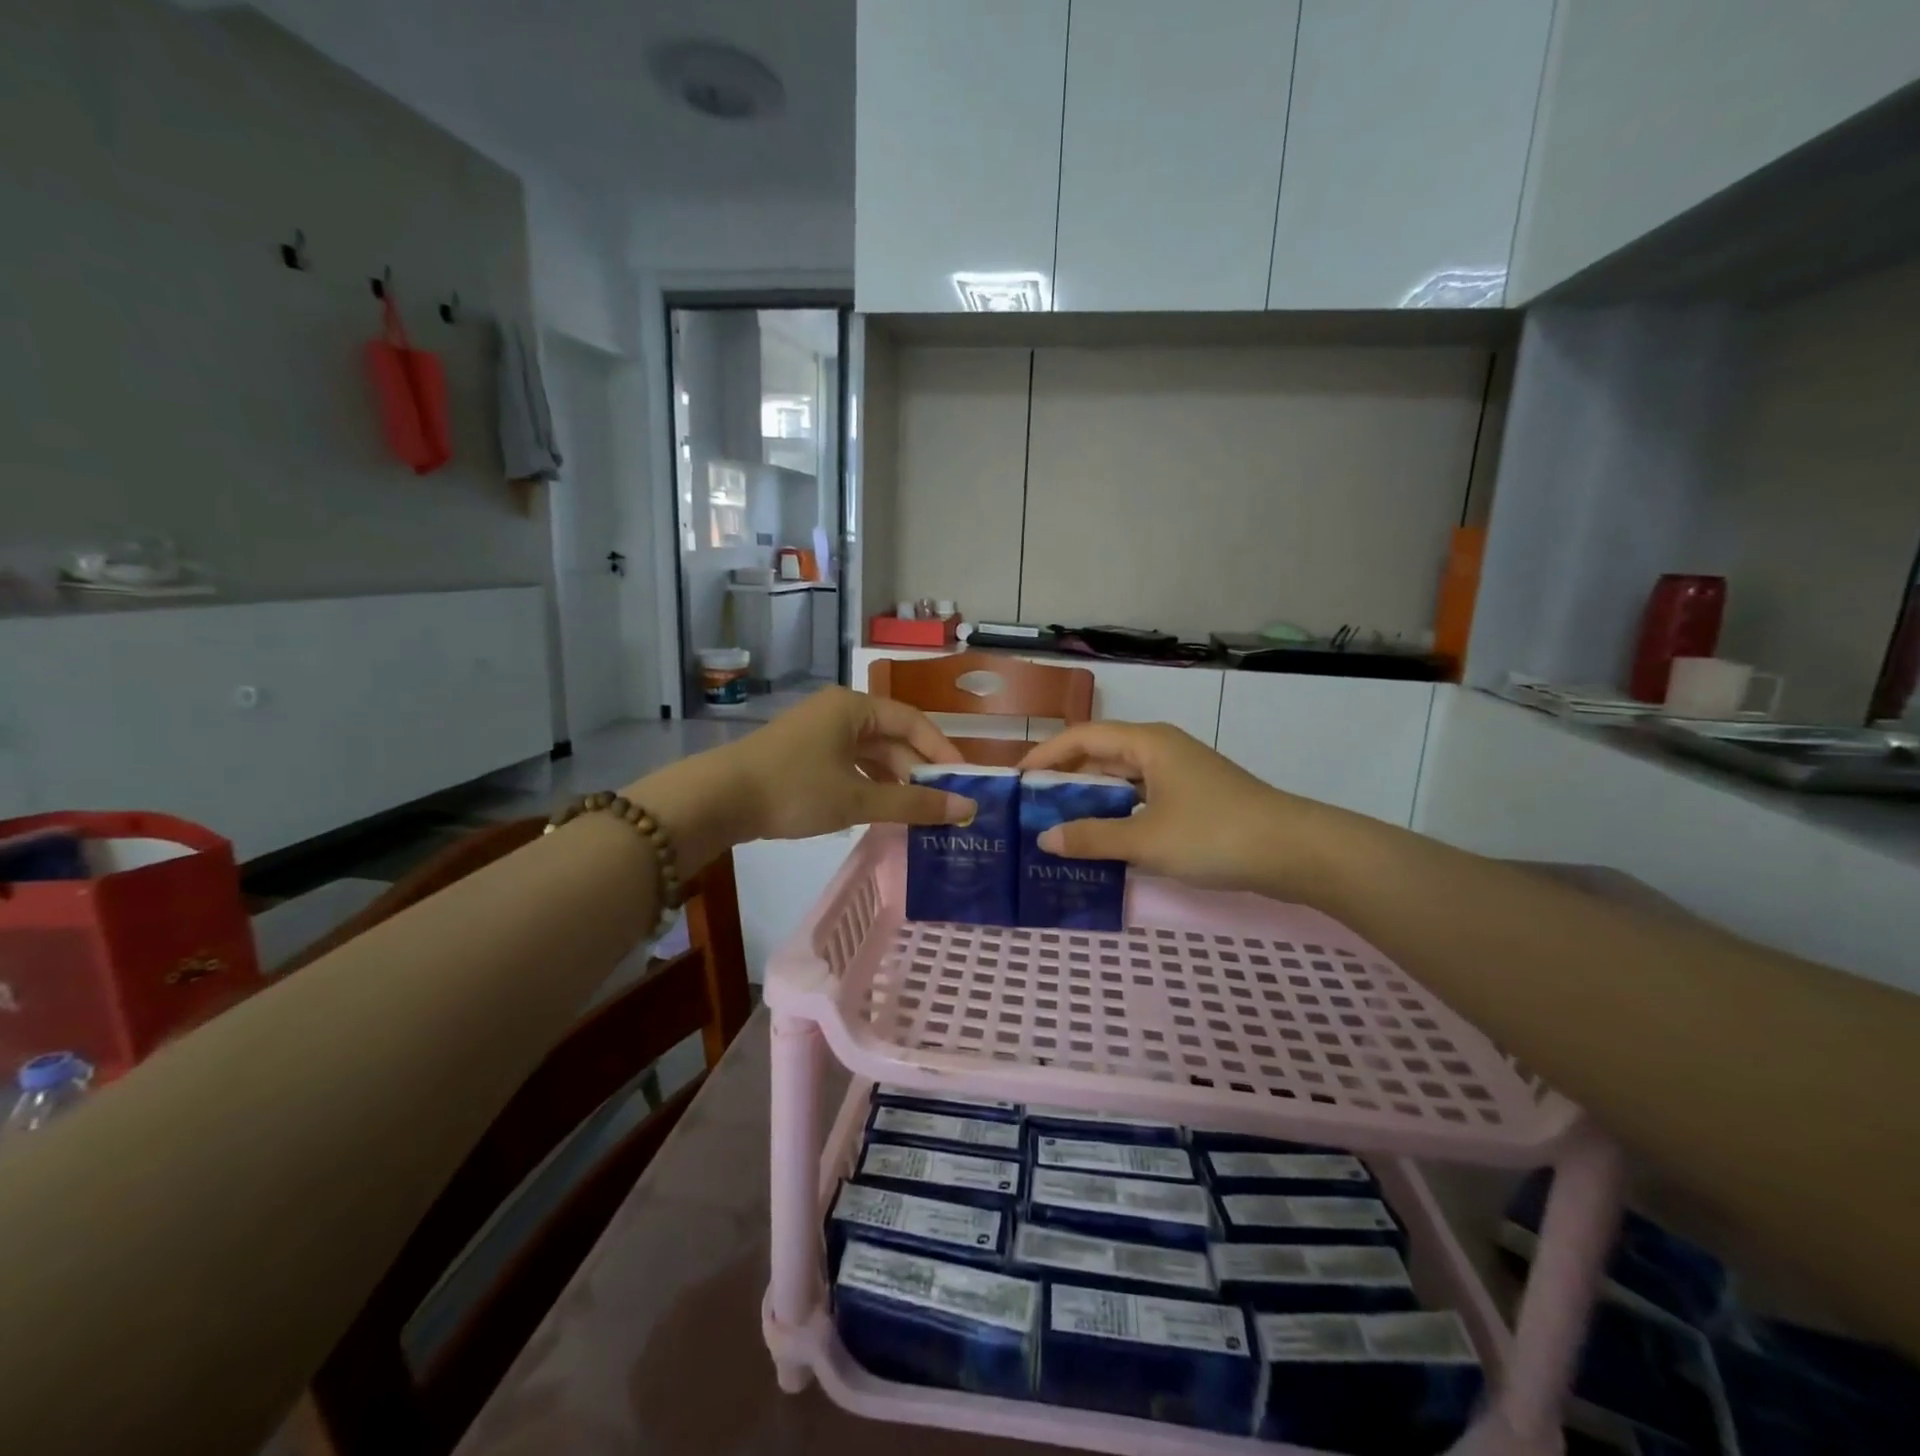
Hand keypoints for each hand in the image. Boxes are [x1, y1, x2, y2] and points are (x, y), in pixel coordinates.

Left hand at [711, 687, 974, 843]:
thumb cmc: (794, 789)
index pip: (914, 722)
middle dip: (918, 770)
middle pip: (893, 737)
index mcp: (854, 707)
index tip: (964, 783)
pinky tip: (881, 810)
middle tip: (944, 805)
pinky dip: (870, 785)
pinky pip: (850, 764)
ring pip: (871, 754)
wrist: (717, 800)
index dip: (942, 752)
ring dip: (895, 781)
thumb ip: (913, 803)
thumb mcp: (858, 798)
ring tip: (918, 813)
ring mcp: (818, 733)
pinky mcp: (803, 755)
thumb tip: (965, 808)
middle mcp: (838, 712)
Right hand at [1018, 722, 1353, 899]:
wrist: (1296, 851)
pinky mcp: (1194, 799)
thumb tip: (1045, 839)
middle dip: (1065, 777)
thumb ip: (1092, 837)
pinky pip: (1141, 798)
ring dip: (1091, 798)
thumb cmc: (1215, 834)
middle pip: (1101, 754)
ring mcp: (1180, 774)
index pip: (1082, 737)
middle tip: (1031, 806)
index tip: (1016, 779)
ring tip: (1058, 823)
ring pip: (1122, 779)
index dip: (1046, 755)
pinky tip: (1103, 839)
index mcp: (1147, 743)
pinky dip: (1118, 813)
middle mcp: (1161, 749)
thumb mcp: (1146, 840)